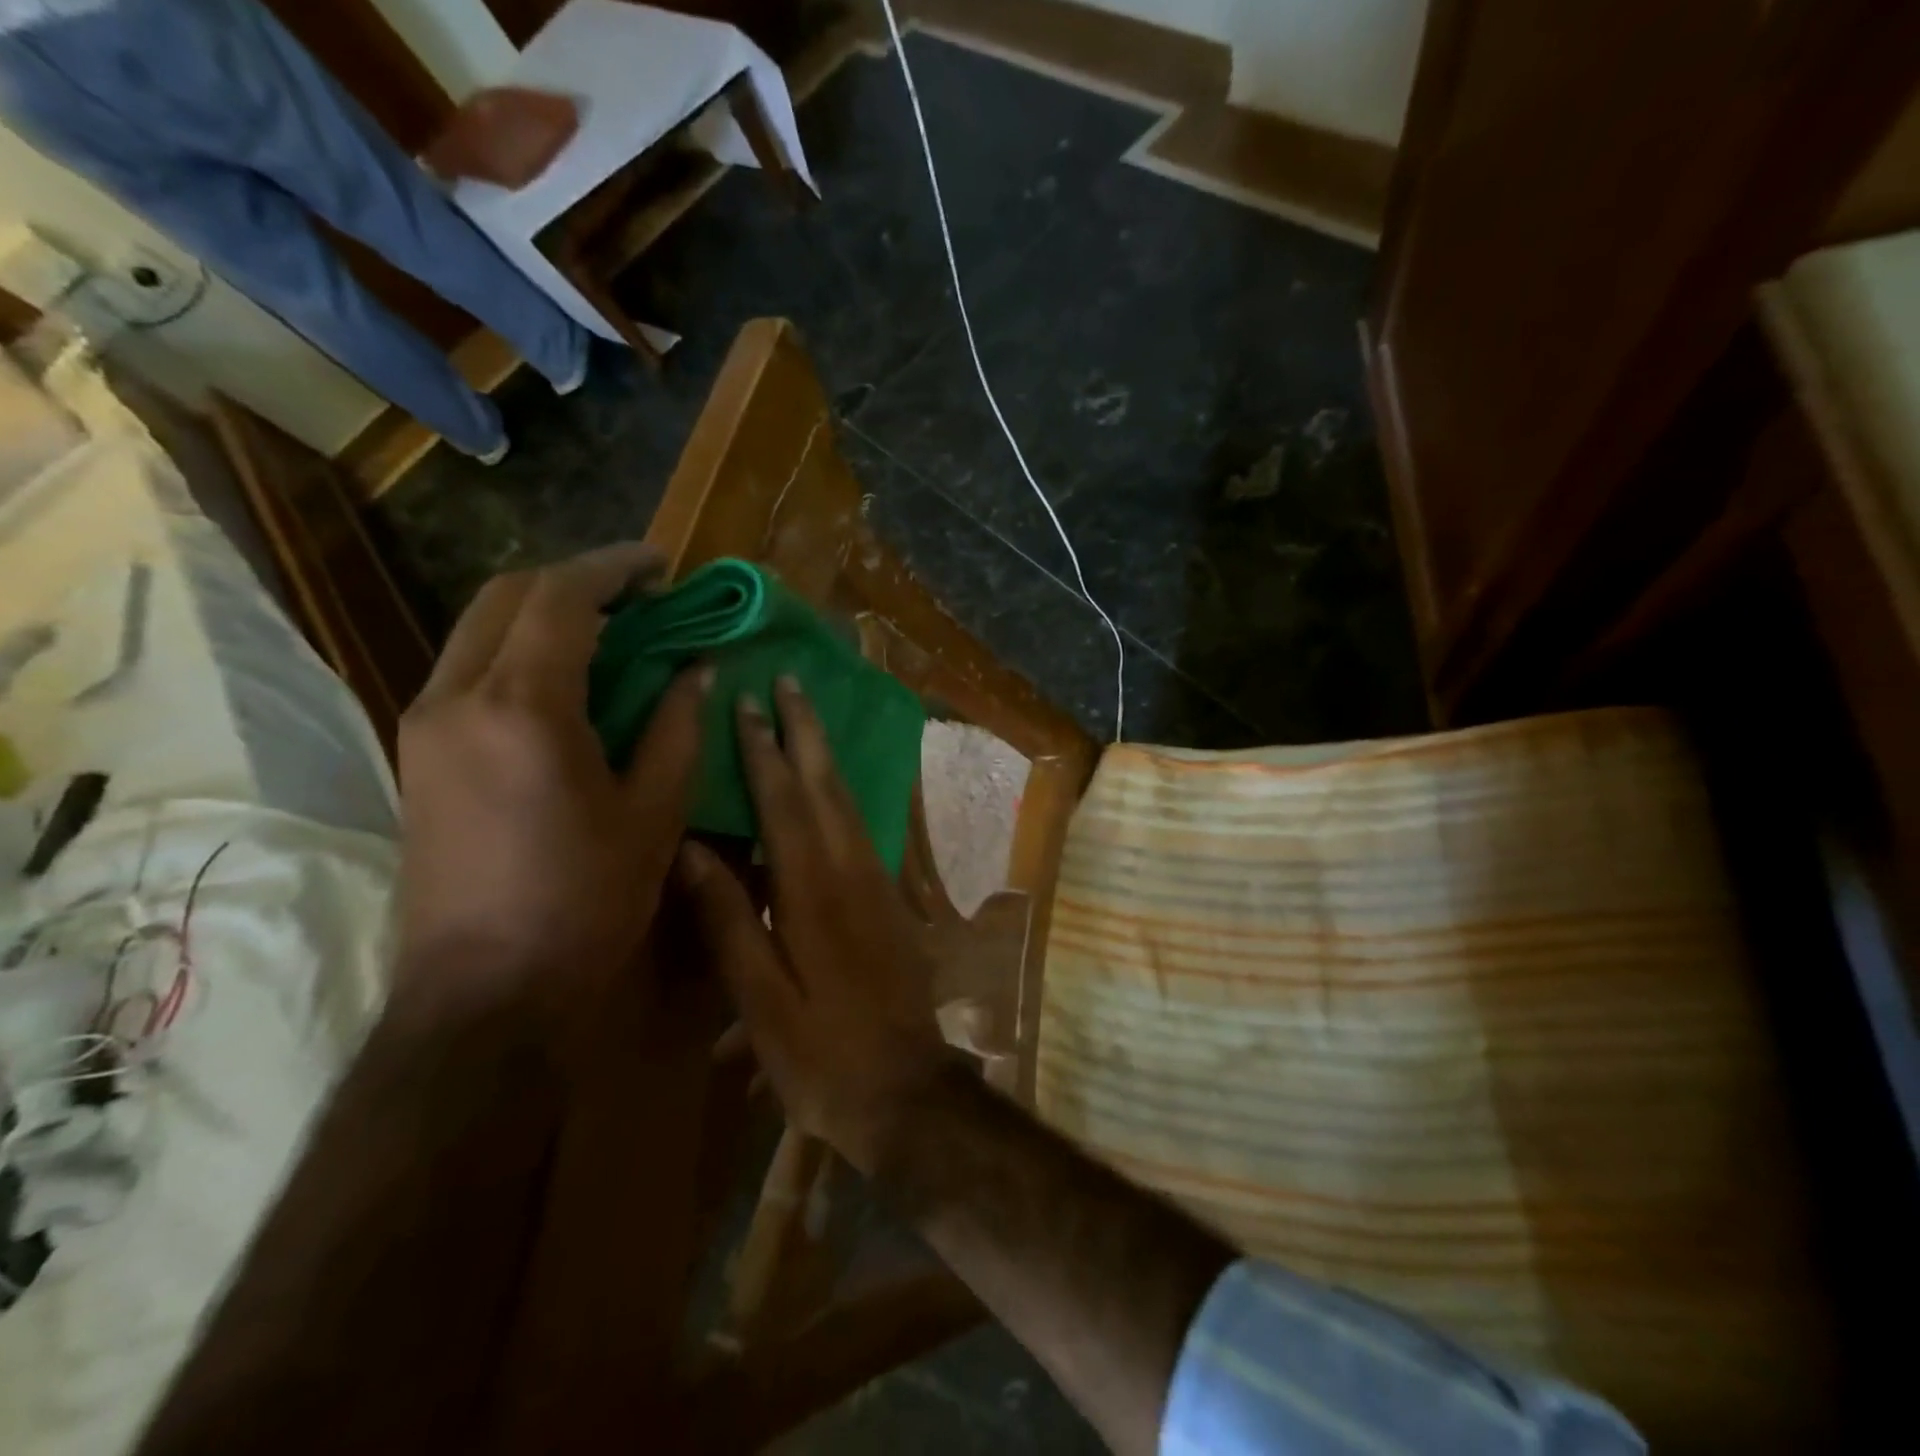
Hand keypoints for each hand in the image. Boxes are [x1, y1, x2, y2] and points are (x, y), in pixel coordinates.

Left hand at [393, 543, 710, 1020]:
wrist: (485, 993)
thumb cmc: (586, 902)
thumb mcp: (654, 814)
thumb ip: (678, 729)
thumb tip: (696, 671)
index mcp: (524, 708)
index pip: (563, 598)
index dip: (616, 568)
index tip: (662, 565)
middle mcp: (458, 697)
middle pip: (508, 596)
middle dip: (576, 580)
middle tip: (639, 594)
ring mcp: (426, 724)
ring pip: (479, 628)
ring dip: (544, 613)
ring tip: (610, 631)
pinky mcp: (419, 753)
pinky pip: (469, 668)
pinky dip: (520, 650)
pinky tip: (567, 680)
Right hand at [677, 677, 949, 1173]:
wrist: (907, 1089)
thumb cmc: (822, 1054)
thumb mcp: (761, 1000)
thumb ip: (729, 921)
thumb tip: (690, 849)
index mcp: (812, 891)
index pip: (784, 802)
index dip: (764, 750)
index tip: (749, 703)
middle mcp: (852, 872)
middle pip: (827, 785)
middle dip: (807, 732)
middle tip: (793, 682)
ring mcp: (879, 883)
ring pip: (850, 801)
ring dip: (827, 755)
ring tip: (809, 718)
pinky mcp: (892, 900)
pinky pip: (863, 828)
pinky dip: (843, 794)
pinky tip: (834, 788)